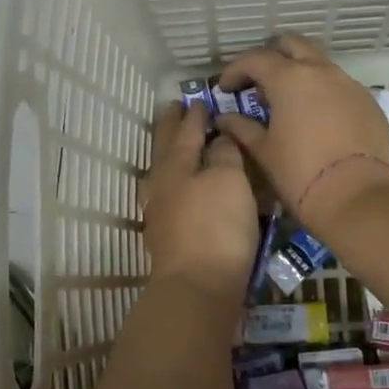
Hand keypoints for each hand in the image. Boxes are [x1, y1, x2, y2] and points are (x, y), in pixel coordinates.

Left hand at [139, 102, 260, 298]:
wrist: (198, 288)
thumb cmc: (216, 226)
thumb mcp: (228, 180)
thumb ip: (224, 153)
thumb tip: (217, 137)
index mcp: (176, 165)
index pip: (186, 131)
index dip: (194, 115)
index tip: (197, 100)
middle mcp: (162, 186)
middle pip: (165, 149)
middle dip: (170, 128)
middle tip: (173, 110)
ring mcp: (160, 214)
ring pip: (161, 174)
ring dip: (167, 155)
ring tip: (173, 147)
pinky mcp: (167, 239)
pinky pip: (168, 198)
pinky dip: (174, 184)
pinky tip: (180, 192)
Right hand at [212, 34, 388, 242]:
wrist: (357, 198)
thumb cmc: (300, 174)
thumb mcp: (263, 152)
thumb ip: (242, 128)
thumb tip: (226, 118)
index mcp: (289, 79)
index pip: (255, 59)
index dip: (235, 70)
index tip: (225, 88)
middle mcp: (321, 71)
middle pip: (293, 45)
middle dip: (272, 56)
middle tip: (258, 81)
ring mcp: (349, 85)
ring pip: (320, 63)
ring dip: (300, 72)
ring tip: (288, 100)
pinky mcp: (369, 103)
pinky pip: (340, 86)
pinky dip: (323, 92)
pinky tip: (317, 118)